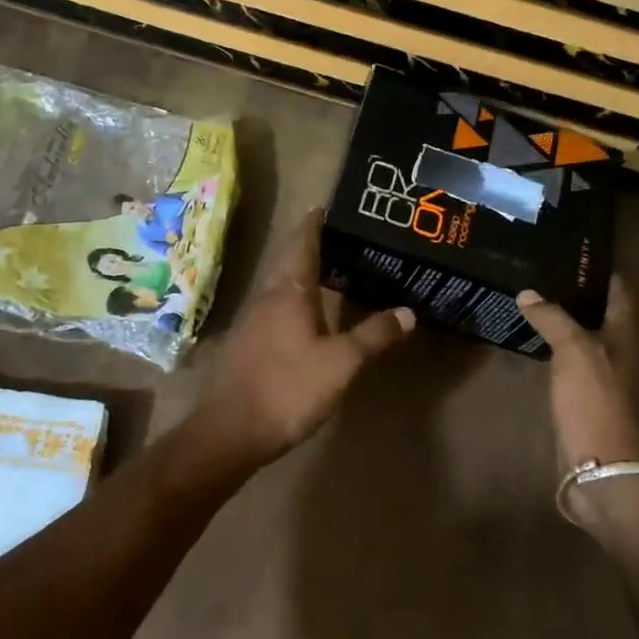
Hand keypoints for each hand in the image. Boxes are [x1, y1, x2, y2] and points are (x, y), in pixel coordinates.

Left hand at [179, 210, 413, 481]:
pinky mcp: (246, 345)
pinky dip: (294, 302)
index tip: (327, 206)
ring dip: (302, 275)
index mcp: (289, 292)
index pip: (301, 242)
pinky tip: (308, 318)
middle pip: (288, 261)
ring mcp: (251, 322)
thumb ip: (374, 335)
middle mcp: (266, 298)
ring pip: (280, 287)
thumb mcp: (342, 363)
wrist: (230, 431)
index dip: (314, 223)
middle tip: (341, 239)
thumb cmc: (288, 388)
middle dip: (311, 246)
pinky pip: (274, 310)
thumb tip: (408, 311)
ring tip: (332, 273)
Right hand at [516, 279, 638, 481]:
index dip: (603, 273)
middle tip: (545, 273)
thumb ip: (553, 318)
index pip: (619, 295)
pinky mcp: (581, 401)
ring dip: (563, 323)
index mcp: (623, 338)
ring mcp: (599, 380)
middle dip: (578, 296)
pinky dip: (553, 350)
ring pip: (582, 341)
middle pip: (601, 317)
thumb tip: (528, 292)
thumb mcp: (574, 351)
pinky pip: (567, 365)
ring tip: (533, 302)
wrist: (600, 467)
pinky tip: (533, 344)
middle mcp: (616, 355)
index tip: (577, 254)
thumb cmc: (594, 402)